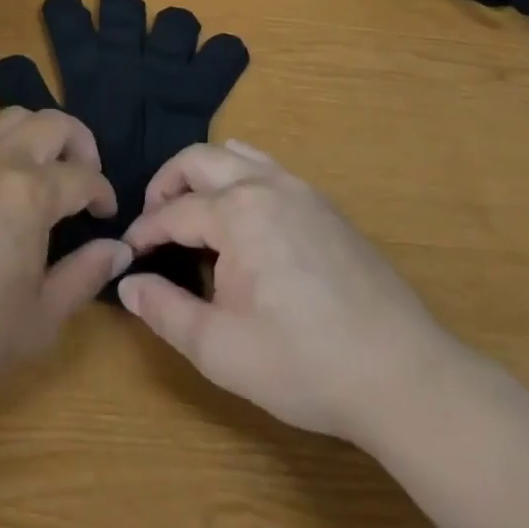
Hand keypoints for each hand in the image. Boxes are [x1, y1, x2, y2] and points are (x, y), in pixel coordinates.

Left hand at [0, 108, 131, 399]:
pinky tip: (1, 180)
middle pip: (54, 123)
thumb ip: (85, 276)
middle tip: (83, 178)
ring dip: (40, 134)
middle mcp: (1, 159)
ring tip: (44, 170)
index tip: (106, 214)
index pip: (83, 176)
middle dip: (80, 144)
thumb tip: (118, 247)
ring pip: (15, 116)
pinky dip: (5, 142)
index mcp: (32, 192)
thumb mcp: (40, 318)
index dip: (103, 192)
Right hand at [119, 141, 453, 438]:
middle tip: (154, 221)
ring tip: (192, 210)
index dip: (145, 232)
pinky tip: (242, 218)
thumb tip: (127, 284)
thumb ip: (165, 312)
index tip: (128, 254)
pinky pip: (266, 168)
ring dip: (203, 173)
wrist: (400, 373)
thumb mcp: (221, 349)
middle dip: (166, 183)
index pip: (173, 211)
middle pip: (198, 159)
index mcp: (235, 211)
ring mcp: (298, 188)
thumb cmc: (303, 363)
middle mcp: (263, 184)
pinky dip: (238, 176)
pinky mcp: (322, 204)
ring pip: (234, 154)